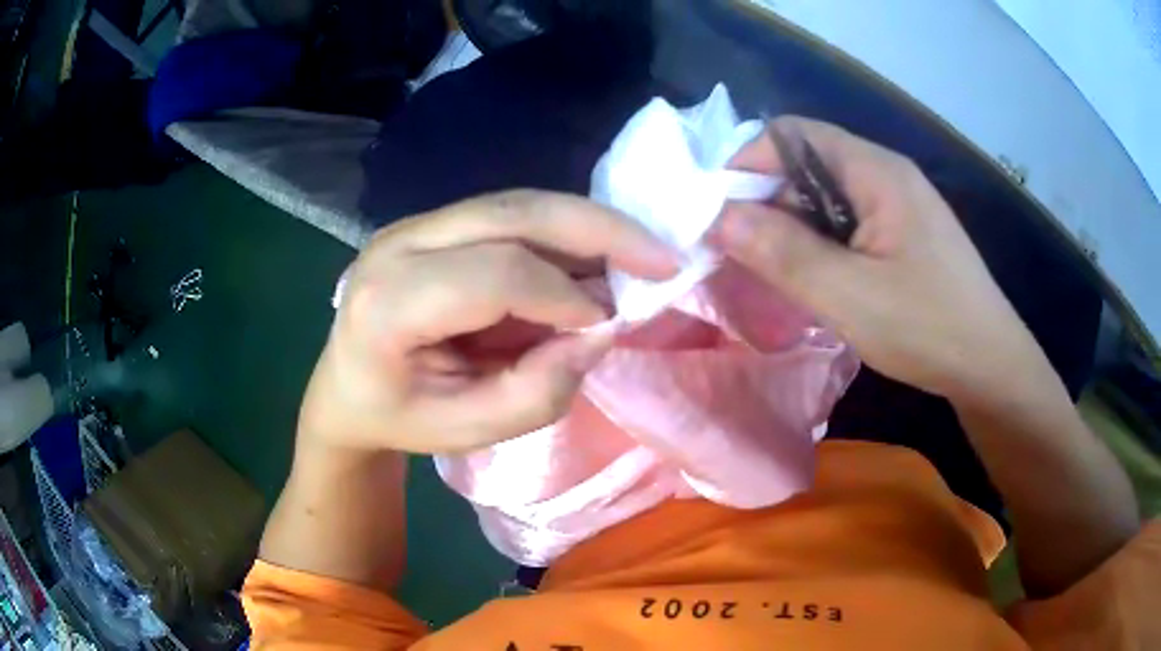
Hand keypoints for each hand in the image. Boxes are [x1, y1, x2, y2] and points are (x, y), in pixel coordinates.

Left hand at [298, 190, 678, 453]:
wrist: (345, 388)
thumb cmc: (400, 418)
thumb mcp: (466, 431)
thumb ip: (535, 393)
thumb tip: (598, 333)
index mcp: (386, 304)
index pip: (494, 275)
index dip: (563, 295)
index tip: (608, 323)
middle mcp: (397, 245)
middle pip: (510, 214)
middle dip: (597, 230)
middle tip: (661, 257)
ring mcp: (413, 225)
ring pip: (516, 203)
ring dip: (587, 224)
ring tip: (640, 252)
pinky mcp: (433, 223)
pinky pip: (509, 213)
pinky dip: (562, 230)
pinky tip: (597, 251)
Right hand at [716, 116, 1046, 403]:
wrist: (990, 366)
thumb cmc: (928, 327)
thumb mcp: (849, 294)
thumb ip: (783, 252)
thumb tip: (716, 216)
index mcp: (875, 171)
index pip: (793, 135)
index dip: (748, 162)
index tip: (718, 212)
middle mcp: (885, 176)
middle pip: (806, 166)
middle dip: (766, 203)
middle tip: (737, 253)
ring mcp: (896, 207)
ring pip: (824, 200)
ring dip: (791, 230)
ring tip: (769, 274)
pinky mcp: (902, 237)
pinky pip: (846, 226)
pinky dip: (818, 247)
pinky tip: (813, 283)